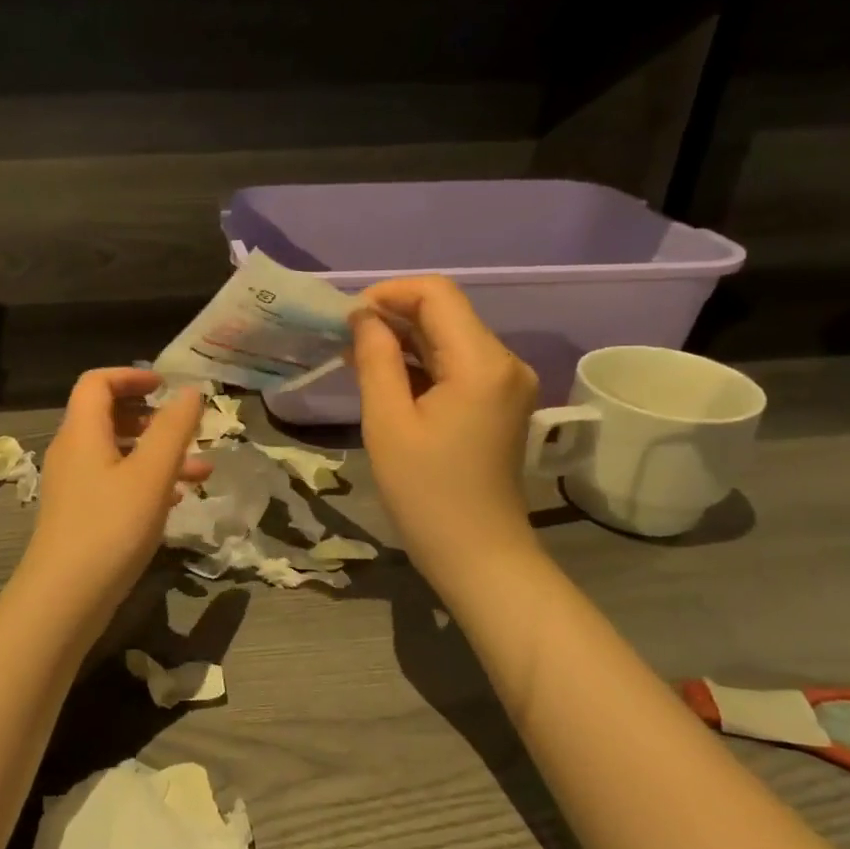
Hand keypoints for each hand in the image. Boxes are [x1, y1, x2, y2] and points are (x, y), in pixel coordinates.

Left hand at [21, 368, 208, 628]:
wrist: (65, 598)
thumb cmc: (111, 527)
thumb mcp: (151, 474)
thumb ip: (174, 429)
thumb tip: (190, 391)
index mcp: (82, 432)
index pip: (97, 382)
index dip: (131, 375)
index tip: (166, 386)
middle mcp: (72, 452)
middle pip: (107, 415)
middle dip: (150, 416)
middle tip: (184, 427)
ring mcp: (74, 486)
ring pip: (117, 453)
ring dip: (156, 453)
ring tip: (200, 470)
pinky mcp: (80, 515)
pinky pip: (115, 482)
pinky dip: (145, 481)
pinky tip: (176, 500)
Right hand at [350, 276, 541, 588]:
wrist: (478, 555)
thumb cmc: (426, 493)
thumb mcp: (387, 422)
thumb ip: (375, 359)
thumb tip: (363, 316)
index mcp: (482, 362)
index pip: (436, 294)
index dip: (388, 293)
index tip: (347, 319)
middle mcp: (504, 362)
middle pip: (446, 313)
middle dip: (392, 317)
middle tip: (343, 341)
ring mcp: (506, 383)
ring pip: (449, 338)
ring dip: (404, 341)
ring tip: (356, 361)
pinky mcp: (499, 402)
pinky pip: (457, 365)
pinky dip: (421, 365)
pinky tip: (387, 381)